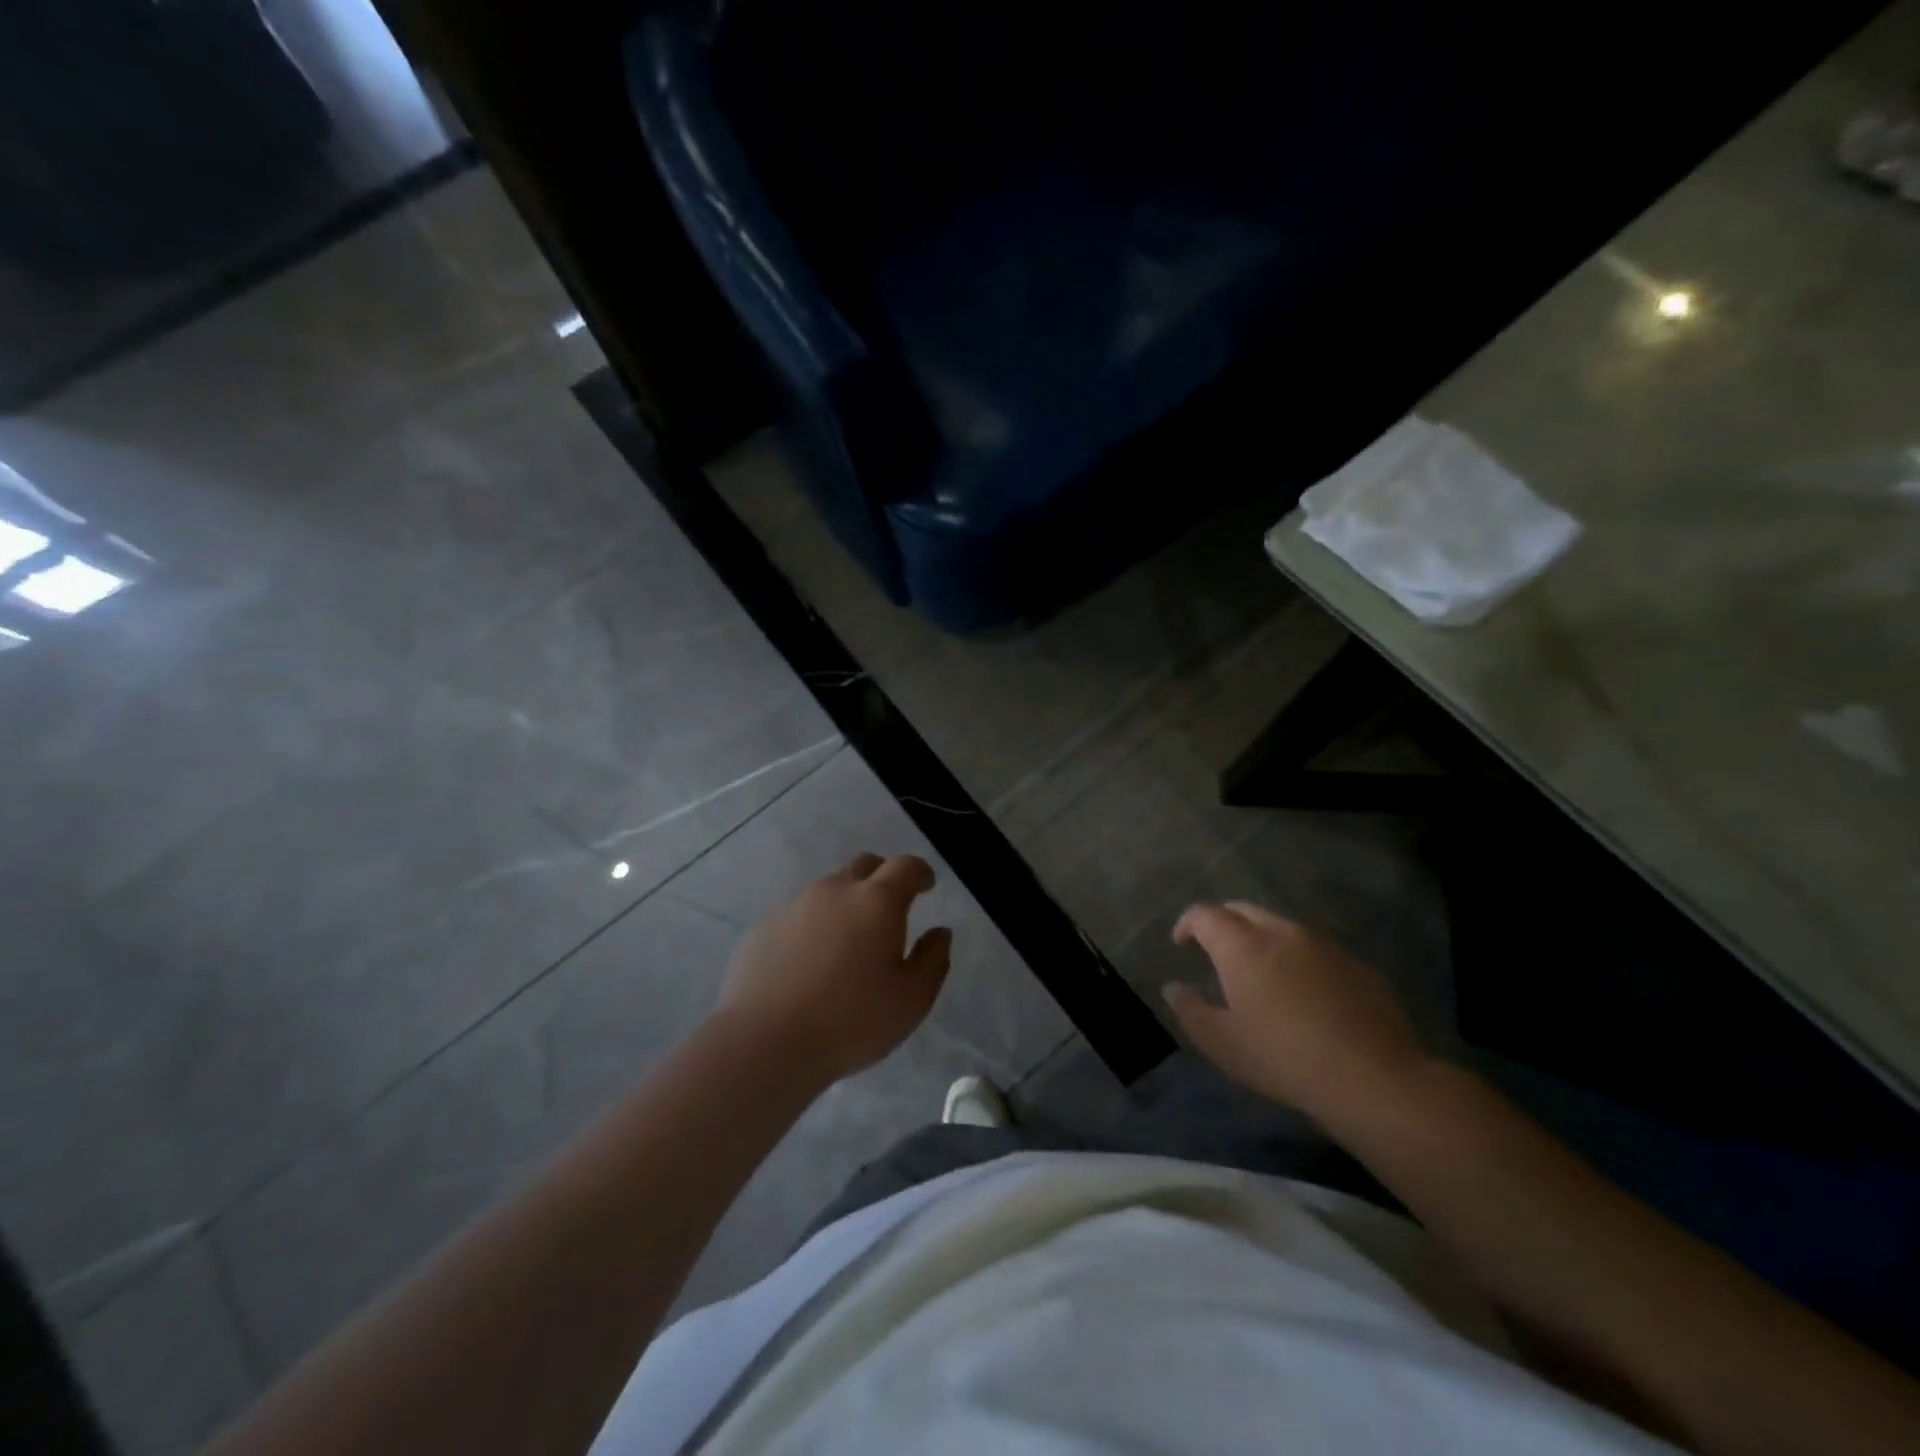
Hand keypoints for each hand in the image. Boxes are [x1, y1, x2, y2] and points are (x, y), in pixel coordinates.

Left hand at [717, 853, 951, 1083]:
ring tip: (847, 940)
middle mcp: (835, 890)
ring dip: (845, 903)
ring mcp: (794, 905)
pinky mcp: (763, 927)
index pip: (905, 867)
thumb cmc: (851, 1021)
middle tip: (890, 906)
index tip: (926, 885)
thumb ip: (933, 960)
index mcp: (877, 901)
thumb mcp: (912, 1000)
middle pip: (864, 866)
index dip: (920, 872)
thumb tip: (940, 933)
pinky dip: (812, 926)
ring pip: (828, 889)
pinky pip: (797, 915)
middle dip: (882, 878)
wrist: (766, 1042)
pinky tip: (809, 961)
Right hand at [1164, 901, 1429, 1123]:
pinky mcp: (1355, 962)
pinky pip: (1314, 946)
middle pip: (1243, 910)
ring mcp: (1322, 943)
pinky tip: (1303, 988)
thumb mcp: (1222, 1044)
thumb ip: (1191, 1011)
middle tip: (1217, 949)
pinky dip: (1297, 955)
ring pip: (1281, 924)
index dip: (1188, 924)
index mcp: (1241, 945)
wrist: (1374, 1077)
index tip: (1182, 942)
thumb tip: (1174, 988)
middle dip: (1224, 923)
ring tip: (1260, 968)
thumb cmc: (1283, 1058)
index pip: (1205, 915)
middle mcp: (1280, 931)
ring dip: (1262, 936)